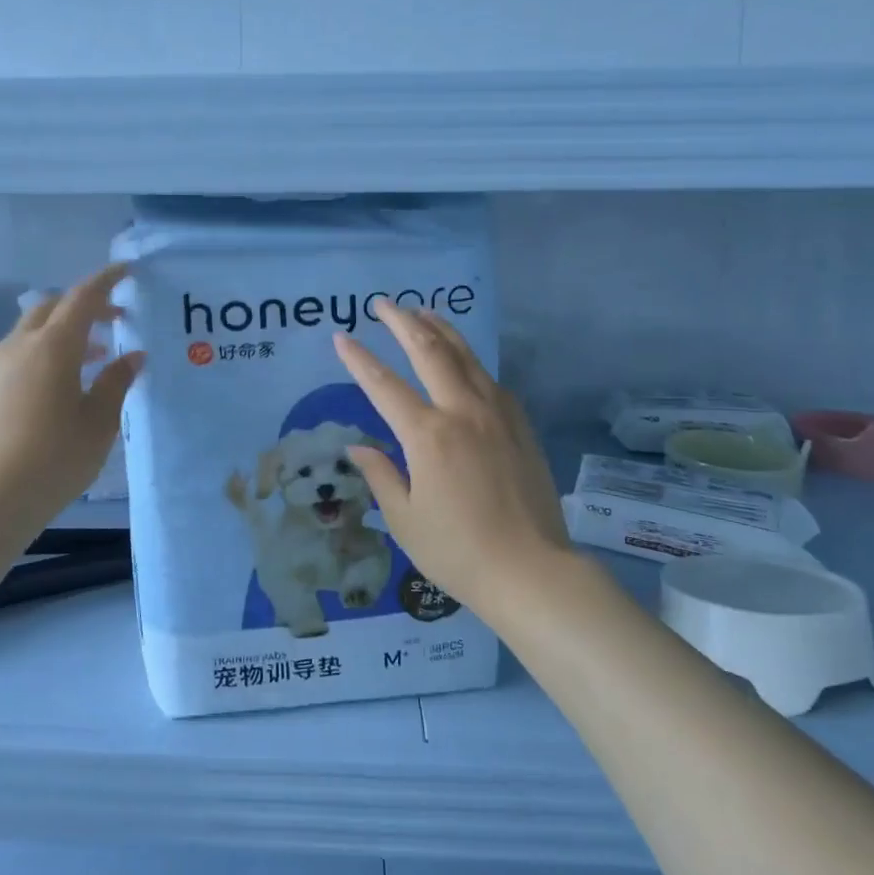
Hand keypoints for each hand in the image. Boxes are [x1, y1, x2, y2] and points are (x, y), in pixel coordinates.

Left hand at [0, 263, 142, 538]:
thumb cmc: (52, 460)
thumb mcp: (97, 423)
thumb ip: (116, 383)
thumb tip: (133, 356)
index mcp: (52, 347)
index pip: (83, 298)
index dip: (107, 281)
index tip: (128, 271)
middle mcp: (20, 346)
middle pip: (53, 306)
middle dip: (86, 305)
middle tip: (117, 319)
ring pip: (34, 329)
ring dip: (66, 330)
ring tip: (96, 354)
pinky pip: (21, 352)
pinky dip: (47, 350)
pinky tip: (64, 382)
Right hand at [333, 307, 568, 608]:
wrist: (532, 570)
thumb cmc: (458, 551)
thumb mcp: (405, 519)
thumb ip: (380, 475)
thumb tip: (358, 446)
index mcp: (428, 435)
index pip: (383, 385)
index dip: (359, 359)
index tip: (341, 336)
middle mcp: (462, 411)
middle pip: (429, 351)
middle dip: (402, 322)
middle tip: (383, 303)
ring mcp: (497, 413)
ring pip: (465, 355)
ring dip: (440, 329)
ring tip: (422, 311)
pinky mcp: (520, 424)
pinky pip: (490, 378)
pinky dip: (469, 359)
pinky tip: (462, 358)